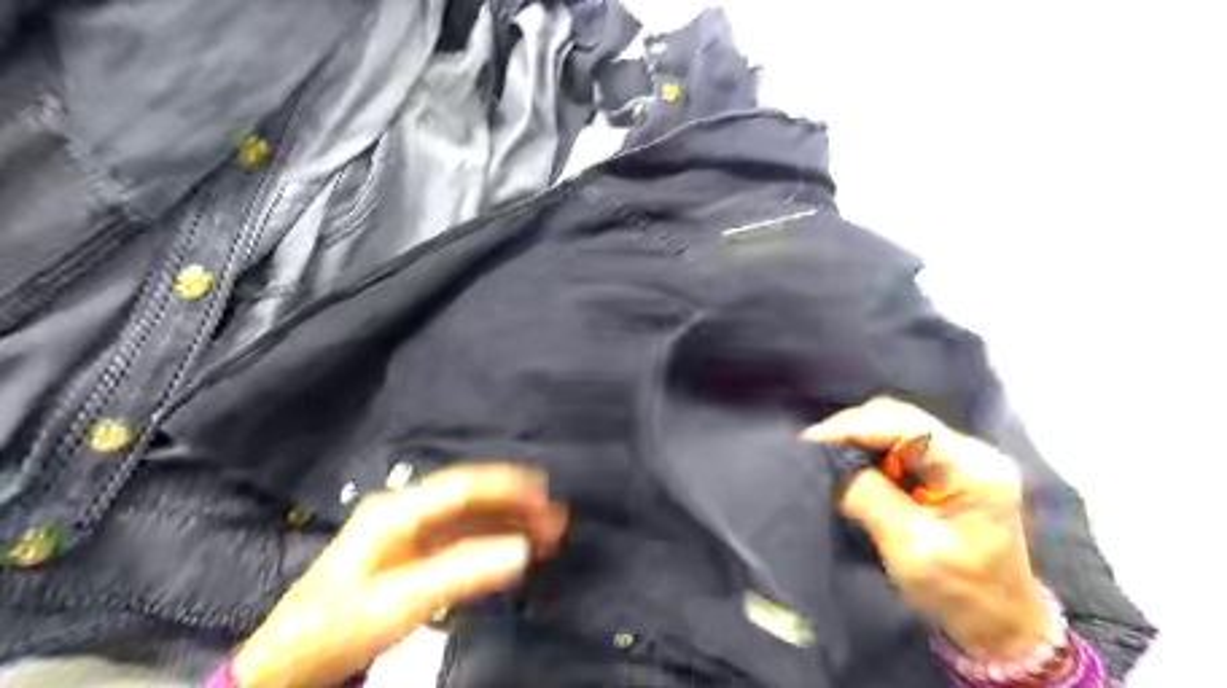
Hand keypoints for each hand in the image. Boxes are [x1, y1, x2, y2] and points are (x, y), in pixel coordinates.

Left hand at [231, 462, 566, 686]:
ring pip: (470, 521)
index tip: (545, 494)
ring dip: (509, 524)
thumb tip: (522, 551)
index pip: (461, 487)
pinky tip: (517, 551)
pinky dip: (493, 545)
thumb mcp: (399, 602)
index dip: (506, 486)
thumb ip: (461, 573)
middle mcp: (406, 513)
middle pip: (470, 500)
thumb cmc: (336, 629)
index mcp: (396, 512)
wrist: (288, 666)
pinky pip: (462, 542)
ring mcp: (410, 536)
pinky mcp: (415, 558)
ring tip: (548, 534)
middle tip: (556, 519)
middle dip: (515, 506)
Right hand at [807, 397, 1053, 659]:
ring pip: (899, 426)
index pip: (904, 426)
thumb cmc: (958, 592)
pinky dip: (873, 451)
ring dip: (862, 439)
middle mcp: (972, 452)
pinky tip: (855, 465)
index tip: (810, 440)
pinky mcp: (951, 468)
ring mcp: (964, 457)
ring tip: (829, 455)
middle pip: (901, 418)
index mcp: (973, 470)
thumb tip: (834, 466)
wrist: (999, 622)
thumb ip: (869, 498)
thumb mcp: (908, 548)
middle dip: (853, 428)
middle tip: (814, 448)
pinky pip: (903, 444)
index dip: (853, 426)